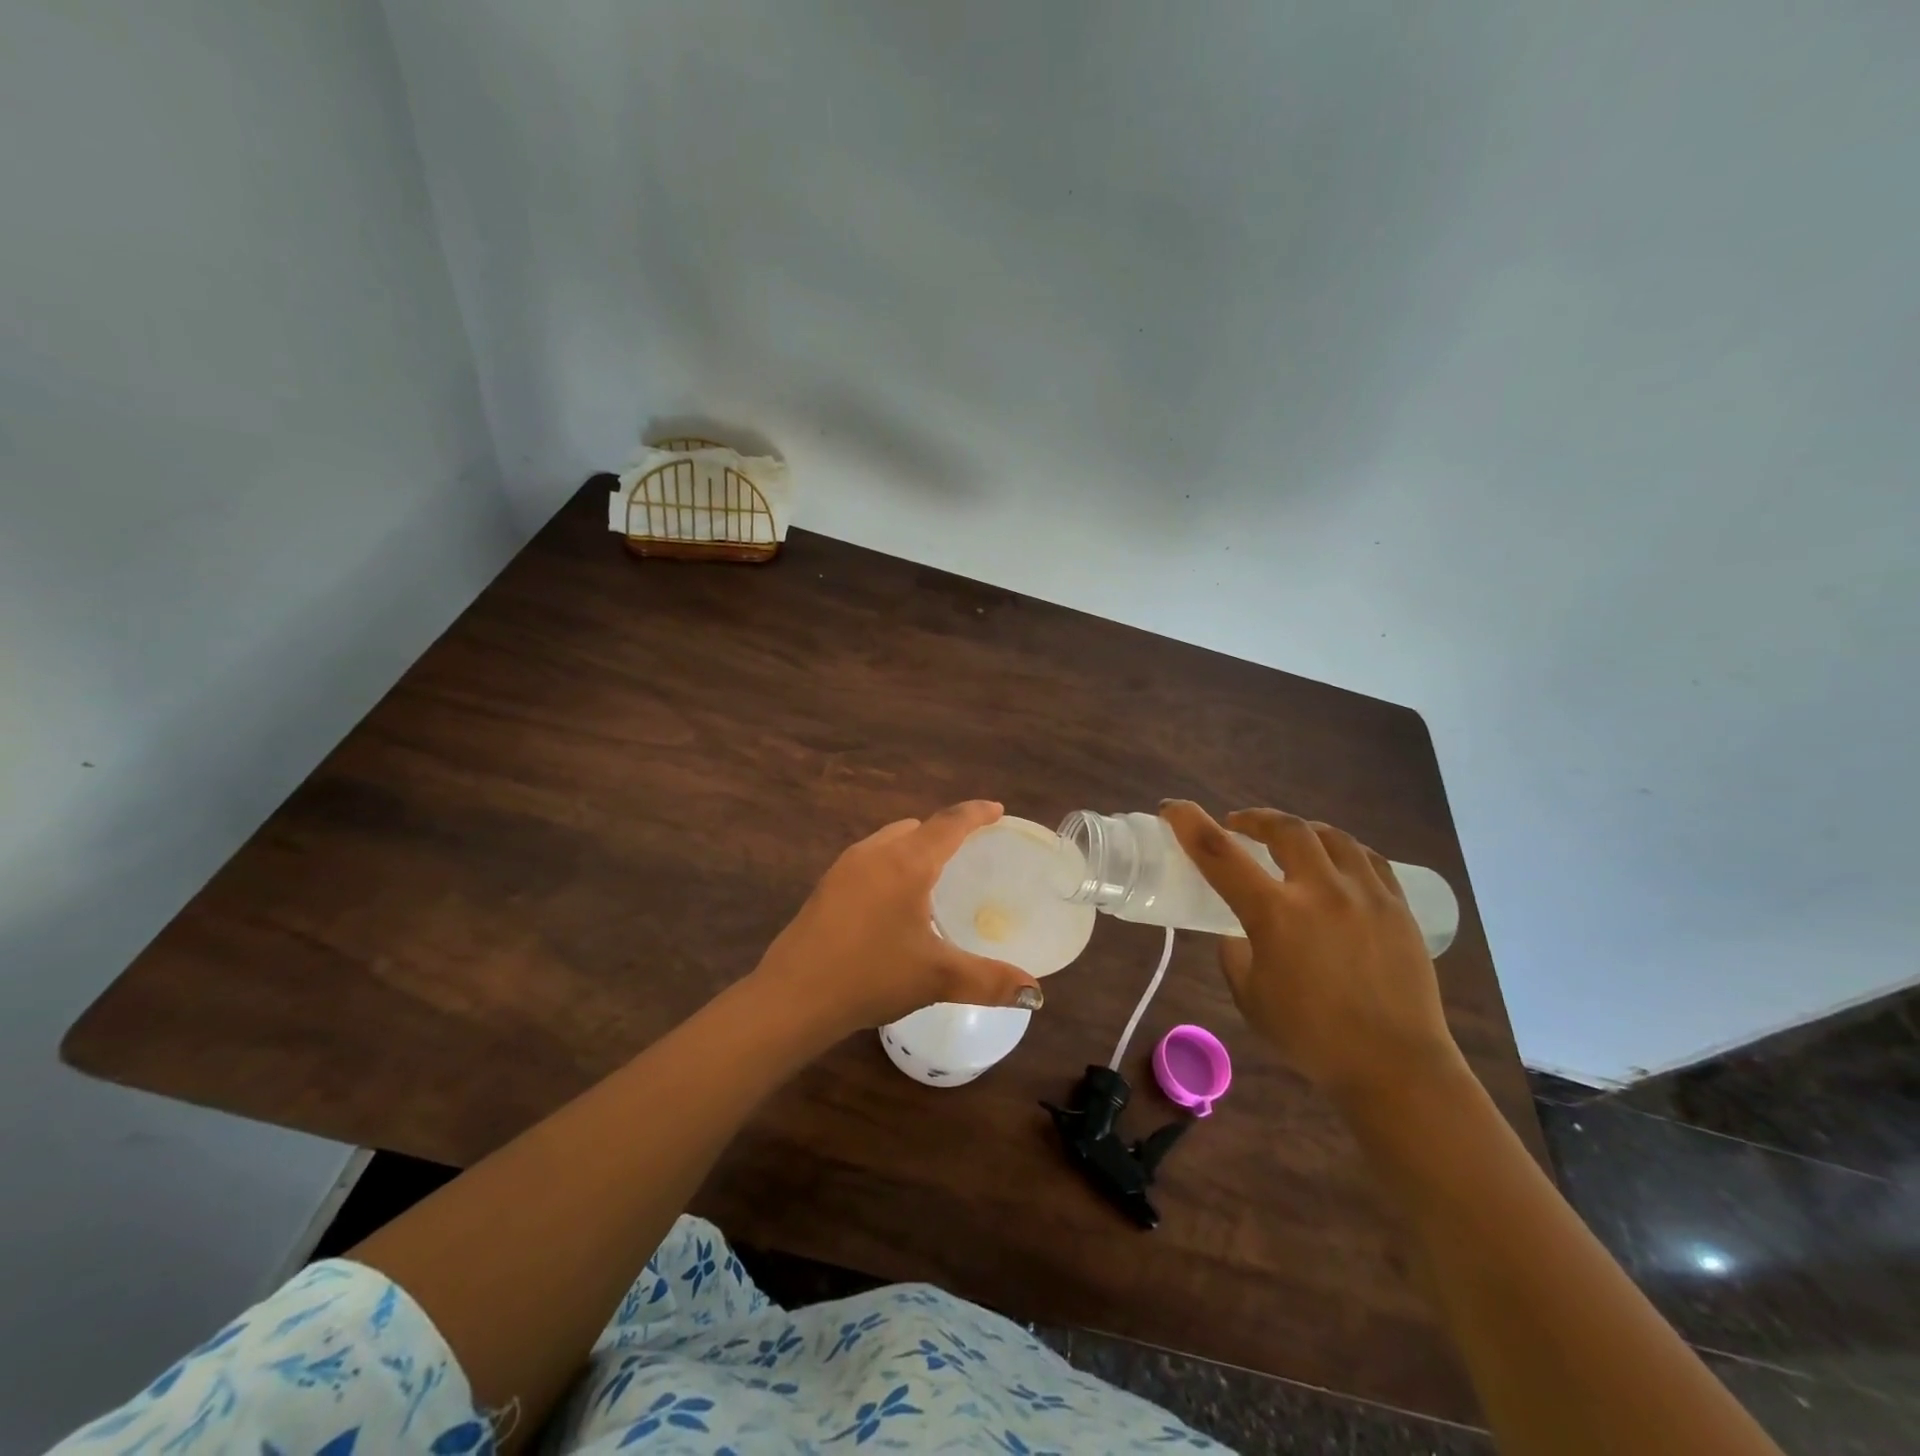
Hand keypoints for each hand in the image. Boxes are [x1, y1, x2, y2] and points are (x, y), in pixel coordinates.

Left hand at [750, 801, 1043, 1039]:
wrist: (794, 996)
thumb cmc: (872, 975)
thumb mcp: (938, 978)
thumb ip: (990, 981)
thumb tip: (1035, 993)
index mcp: (907, 863)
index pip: (949, 823)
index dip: (976, 813)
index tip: (997, 809)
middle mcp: (875, 853)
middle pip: (918, 827)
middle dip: (945, 831)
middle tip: (970, 849)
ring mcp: (845, 867)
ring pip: (890, 840)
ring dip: (915, 846)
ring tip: (934, 873)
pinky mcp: (827, 886)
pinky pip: (870, 858)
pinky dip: (892, 863)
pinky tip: (895, 899)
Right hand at [1161, 801, 1465, 1110]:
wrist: (1395, 1067)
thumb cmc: (1311, 1037)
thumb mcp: (1249, 997)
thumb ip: (1235, 953)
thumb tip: (1236, 930)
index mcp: (1275, 914)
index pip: (1220, 854)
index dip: (1189, 823)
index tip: (1172, 807)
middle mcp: (1320, 892)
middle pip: (1284, 828)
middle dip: (1255, 818)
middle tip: (1239, 825)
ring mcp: (1366, 895)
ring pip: (1330, 836)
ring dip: (1300, 829)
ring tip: (1289, 839)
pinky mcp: (1398, 907)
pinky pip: (1369, 859)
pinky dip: (1342, 850)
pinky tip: (1335, 860)